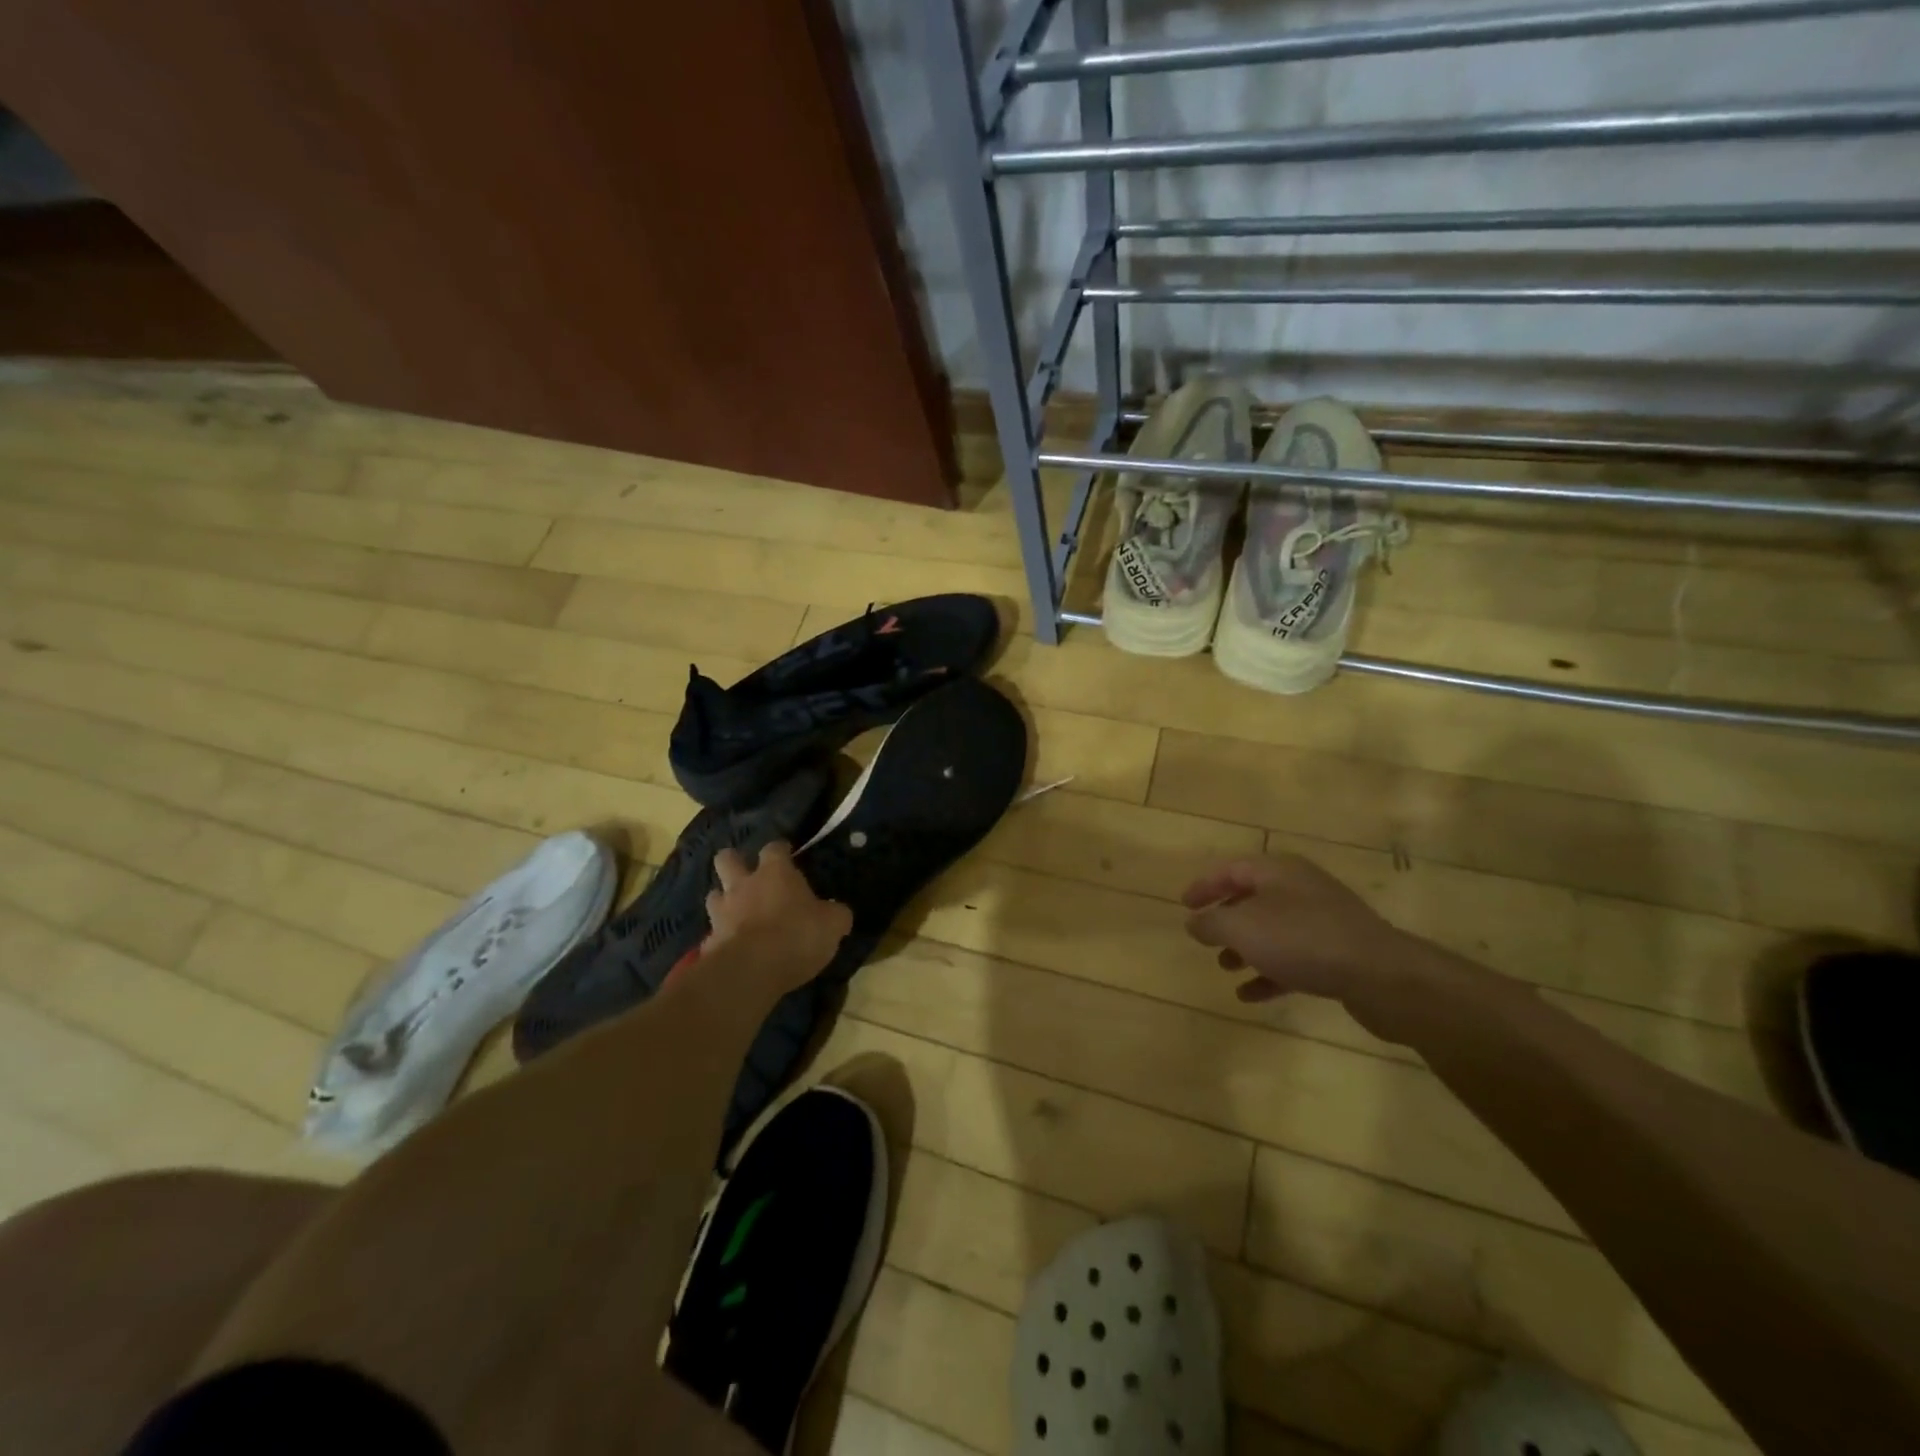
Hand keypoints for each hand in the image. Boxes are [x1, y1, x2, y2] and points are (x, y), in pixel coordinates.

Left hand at [703, 843, 851, 994]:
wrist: (751, 971)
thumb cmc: (797, 935)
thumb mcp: (832, 925)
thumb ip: (835, 914)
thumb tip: (839, 912)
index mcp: (775, 872)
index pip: (774, 848)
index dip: (781, 850)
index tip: (788, 855)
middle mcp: (744, 884)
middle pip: (727, 859)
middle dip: (734, 863)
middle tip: (748, 876)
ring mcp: (721, 912)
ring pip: (714, 894)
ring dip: (724, 901)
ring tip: (737, 913)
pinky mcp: (708, 942)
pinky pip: (713, 934)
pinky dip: (721, 938)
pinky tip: (732, 948)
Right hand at [1182, 853, 1447, 1043]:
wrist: (1381, 976)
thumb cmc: (1302, 940)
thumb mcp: (1243, 928)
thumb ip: (1212, 923)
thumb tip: (1194, 922)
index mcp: (1278, 871)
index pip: (1231, 869)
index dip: (1205, 886)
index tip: (1184, 905)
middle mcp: (1300, 889)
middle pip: (1253, 898)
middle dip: (1226, 918)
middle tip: (1204, 937)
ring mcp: (1322, 921)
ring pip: (1273, 930)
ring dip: (1246, 947)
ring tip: (1224, 967)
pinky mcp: (1338, 953)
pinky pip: (1294, 958)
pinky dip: (1269, 972)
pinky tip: (1250, 994)